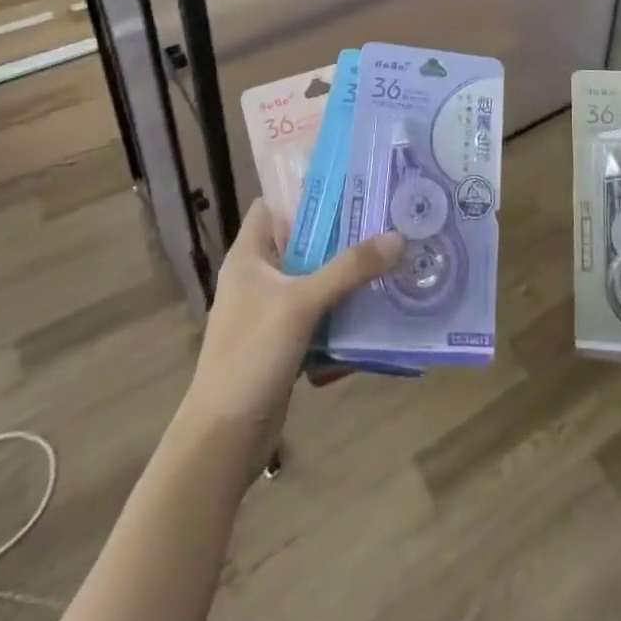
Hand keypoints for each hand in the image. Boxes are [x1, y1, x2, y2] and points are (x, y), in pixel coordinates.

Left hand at [179, 201, 402, 450]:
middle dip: (339, 231)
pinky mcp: (284, 341)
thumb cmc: (251, 355)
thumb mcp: (302, 303)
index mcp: (248, 256)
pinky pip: (318, 312)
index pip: (272, 205)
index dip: (305, 190)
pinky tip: (375, 302)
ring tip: (389, 253)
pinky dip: (341, 306)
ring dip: (344, 271)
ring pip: (313, 278)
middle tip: (383, 216)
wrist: (223, 439)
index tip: (348, 180)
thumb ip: (349, 269)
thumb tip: (397, 236)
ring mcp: (270, 311)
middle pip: (301, 240)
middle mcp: (257, 277)